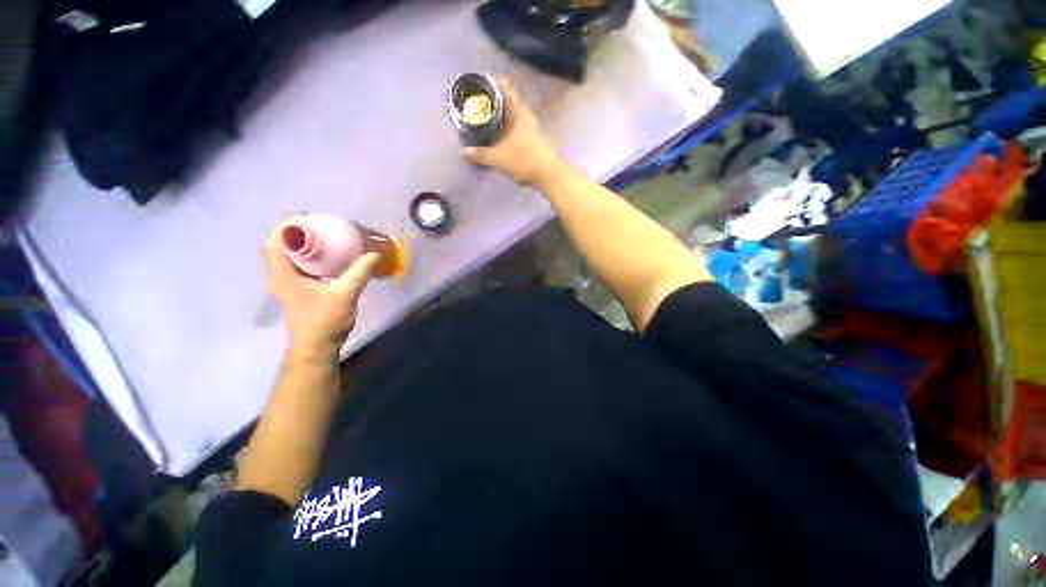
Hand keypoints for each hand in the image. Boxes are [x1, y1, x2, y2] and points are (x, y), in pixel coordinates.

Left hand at [265, 221, 378, 360]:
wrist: (316, 348)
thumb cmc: (324, 322)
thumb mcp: (344, 295)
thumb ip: (359, 274)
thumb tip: (374, 254)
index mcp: (284, 274)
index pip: (275, 241)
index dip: (287, 225)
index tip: (308, 216)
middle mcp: (282, 276)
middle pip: (281, 245)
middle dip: (297, 231)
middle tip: (321, 224)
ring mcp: (289, 284)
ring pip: (289, 256)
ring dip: (302, 244)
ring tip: (325, 236)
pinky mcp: (299, 291)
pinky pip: (300, 265)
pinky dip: (310, 256)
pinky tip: (328, 257)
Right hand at [464, 76, 562, 187]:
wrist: (548, 175)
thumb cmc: (524, 160)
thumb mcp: (499, 158)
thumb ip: (481, 155)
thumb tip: (465, 152)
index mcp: (517, 111)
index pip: (503, 86)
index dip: (490, 82)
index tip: (476, 84)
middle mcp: (525, 114)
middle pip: (506, 100)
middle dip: (490, 101)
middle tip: (475, 104)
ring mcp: (530, 127)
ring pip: (511, 114)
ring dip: (498, 115)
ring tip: (483, 120)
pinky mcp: (532, 139)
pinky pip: (515, 126)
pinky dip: (505, 126)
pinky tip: (497, 135)